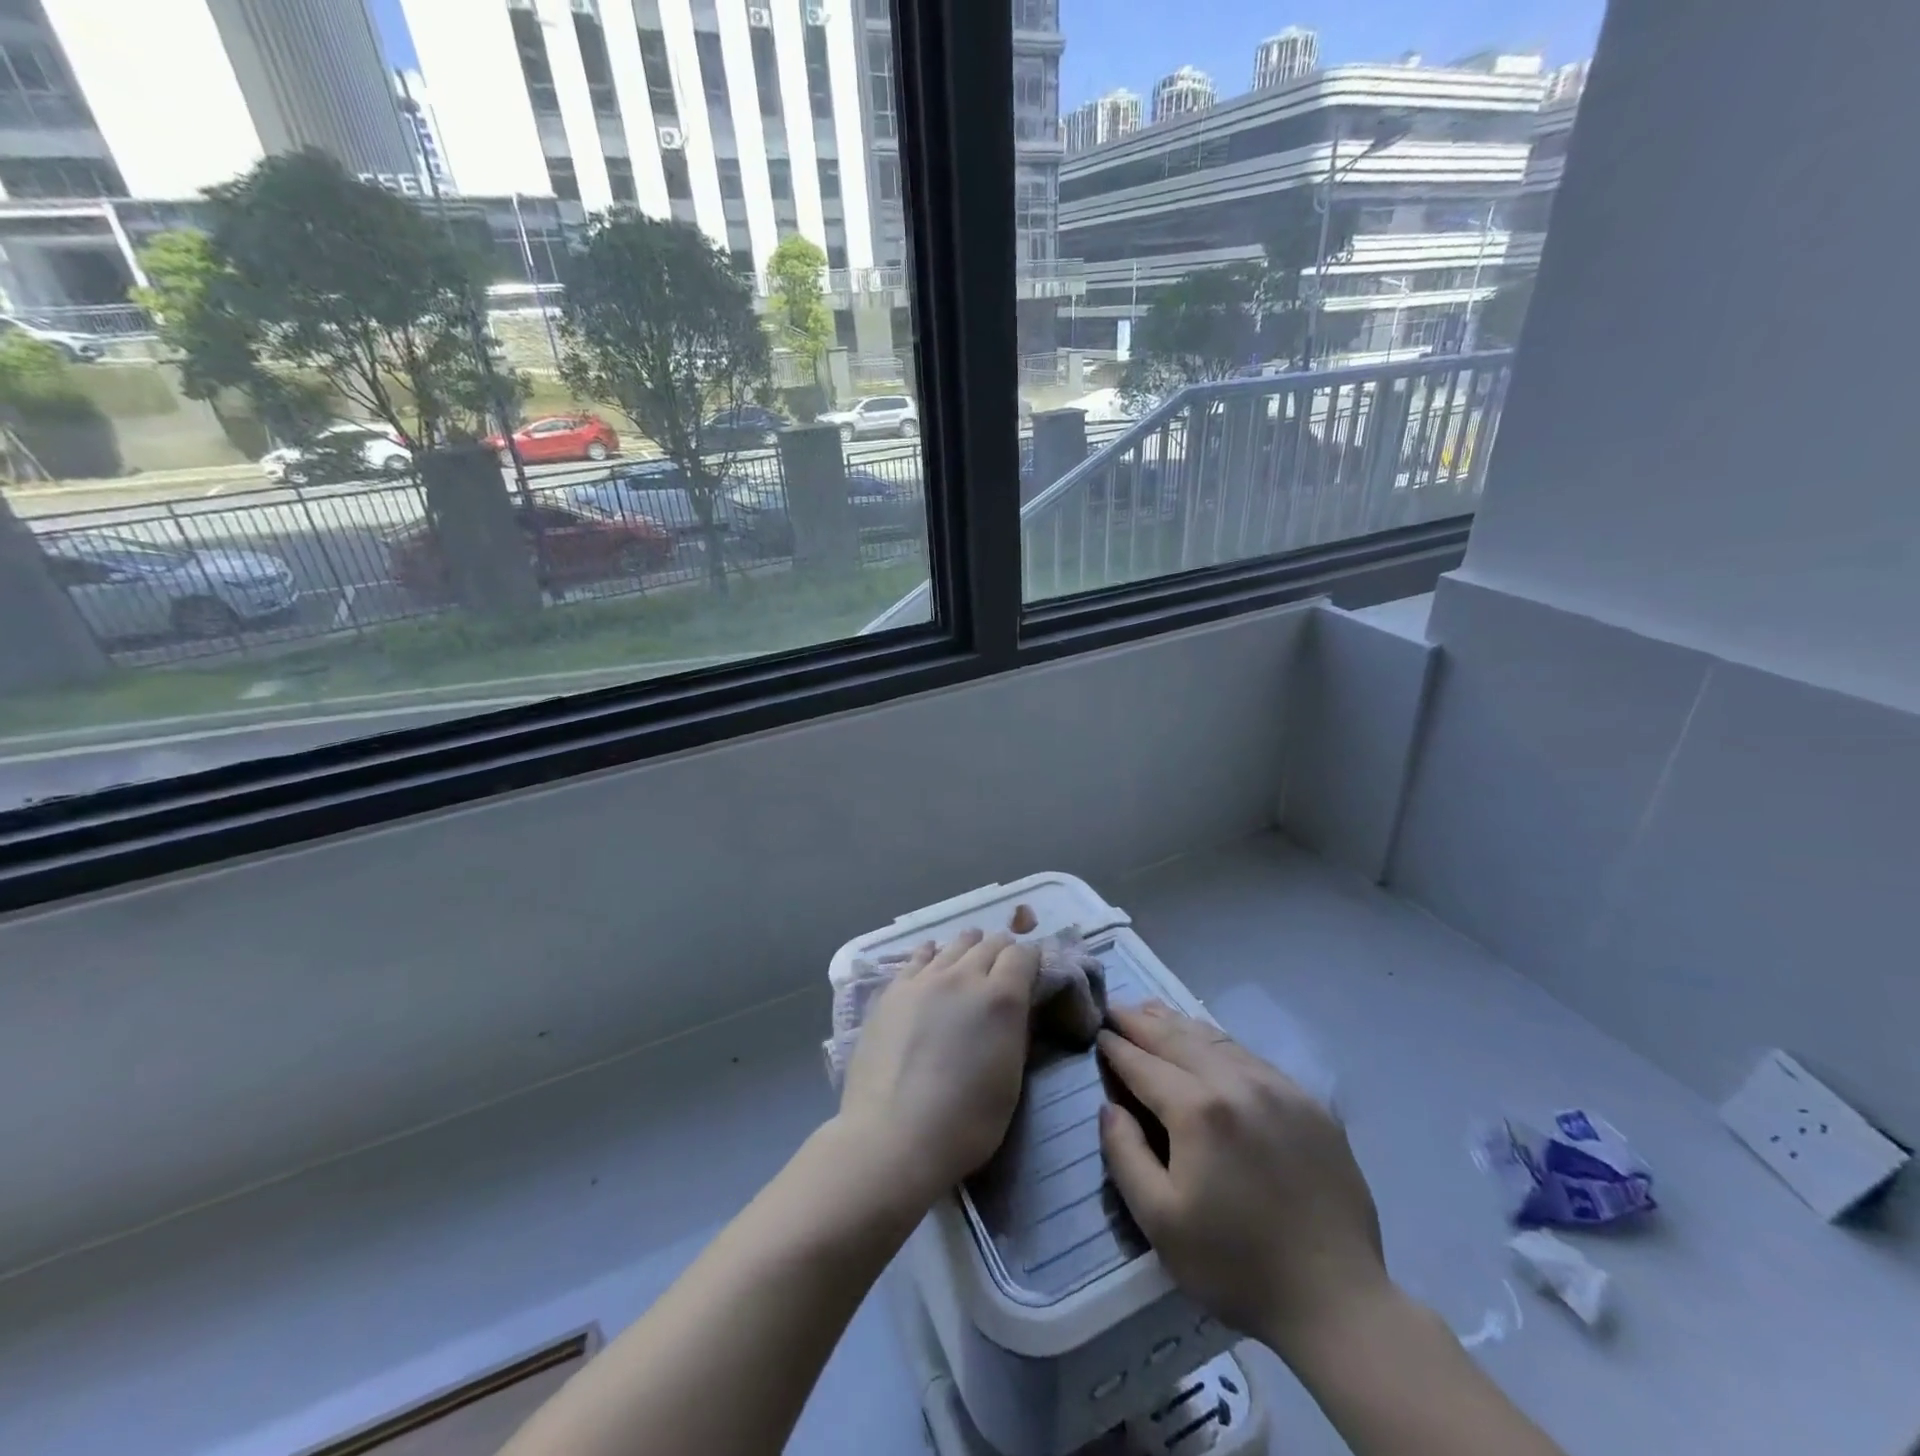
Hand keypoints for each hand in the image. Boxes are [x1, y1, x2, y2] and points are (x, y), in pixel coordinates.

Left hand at [836, 930, 1040, 1208]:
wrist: (893, 1137)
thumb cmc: (965, 1123)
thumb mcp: (1011, 1081)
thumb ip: (1016, 1033)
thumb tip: (1017, 1010)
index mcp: (1001, 998)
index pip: (1023, 955)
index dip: (1031, 961)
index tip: (1032, 974)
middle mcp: (964, 976)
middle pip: (990, 944)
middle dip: (1002, 953)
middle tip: (1003, 971)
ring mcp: (924, 979)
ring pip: (955, 945)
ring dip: (969, 949)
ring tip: (971, 959)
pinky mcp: (893, 990)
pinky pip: (919, 956)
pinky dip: (933, 954)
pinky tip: (932, 958)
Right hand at [1097, 1002, 1388, 1355]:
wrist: (1337, 1300)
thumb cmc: (1236, 1265)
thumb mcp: (1160, 1221)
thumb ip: (1125, 1155)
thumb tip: (1109, 1108)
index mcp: (1197, 1109)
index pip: (1143, 1063)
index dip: (1116, 1047)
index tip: (1098, 1032)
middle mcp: (1236, 1082)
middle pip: (1177, 1039)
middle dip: (1142, 1022)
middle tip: (1116, 1008)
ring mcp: (1277, 1087)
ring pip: (1215, 1039)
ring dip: (1178, 1023)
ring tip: (1152, 1011)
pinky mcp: (1307, 1102)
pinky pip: (1250, 1056)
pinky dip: (1217, 1041)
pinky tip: (1208, 1042)